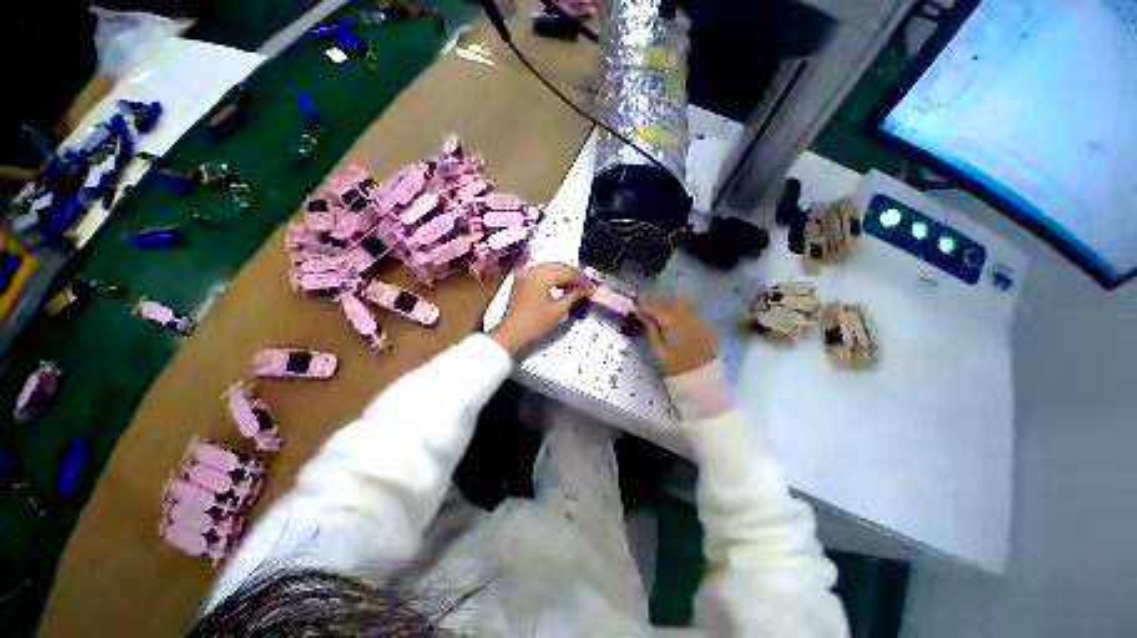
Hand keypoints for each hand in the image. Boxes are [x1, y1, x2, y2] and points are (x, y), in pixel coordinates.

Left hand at [490, 262, 594, 354]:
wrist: (511, 333)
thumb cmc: (535, 324)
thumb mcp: (558, 310)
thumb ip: (574, 295)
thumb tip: (588, 288)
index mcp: (540, 276)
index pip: (567, 271)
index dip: (581, 278)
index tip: (592, 286)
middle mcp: (532, 270)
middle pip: (559, 266)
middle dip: (574, 275)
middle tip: (586, 285)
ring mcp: (525, 273)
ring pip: (551, 267)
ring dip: (564, 275)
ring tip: (576, 287)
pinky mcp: (522, 278)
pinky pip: (542, 272)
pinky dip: (553, 277)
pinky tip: (561, 286)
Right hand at [636, 296, 718, 375]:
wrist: (700, 379)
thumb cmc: (675, 366)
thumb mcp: (658, 349)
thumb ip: (650, 328)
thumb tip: (641, 314)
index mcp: (676, 324)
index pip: (658, 308)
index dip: (646, 305)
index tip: (635, 306)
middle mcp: (689, 318)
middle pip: (671, 302)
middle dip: (657, 301)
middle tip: (644, 306)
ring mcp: (699, 320)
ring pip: (682, 304)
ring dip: (668, 304)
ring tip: (656, 310)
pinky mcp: (704, 324)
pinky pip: (689, 311)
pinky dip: (678, 310)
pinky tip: (671, 315)